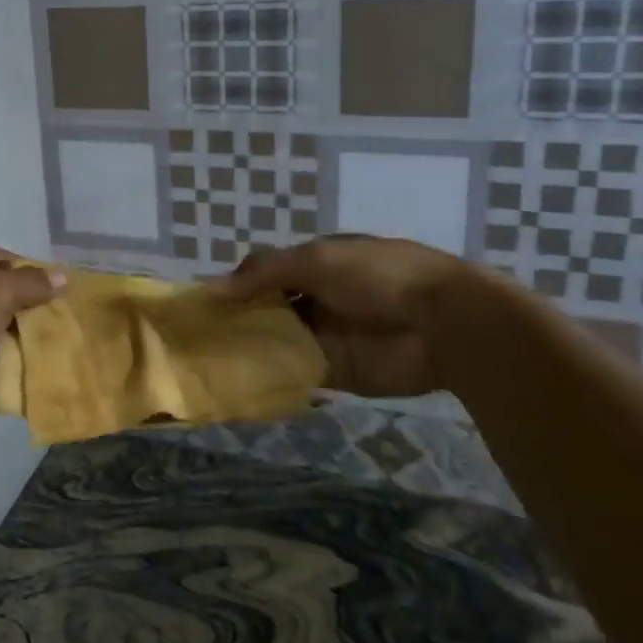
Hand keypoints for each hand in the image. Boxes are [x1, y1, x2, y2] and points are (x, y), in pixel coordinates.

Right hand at [217, 235, 471, 398]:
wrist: (445, 322)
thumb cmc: (378, 276)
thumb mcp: (316, 260)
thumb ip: (264, 272)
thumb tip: (212, 287)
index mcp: (316, 265)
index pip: (267, 274)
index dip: (237, 286)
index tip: (204, 304)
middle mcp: (318, 299)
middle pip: (269, 310)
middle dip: (239, 320)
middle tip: (198, 338)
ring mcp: (328, 336)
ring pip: (279, 342)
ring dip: (252, 349)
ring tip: (208, 362)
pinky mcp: (339, 372)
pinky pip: (298, 374)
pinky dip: (274, 376)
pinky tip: (241, 382)